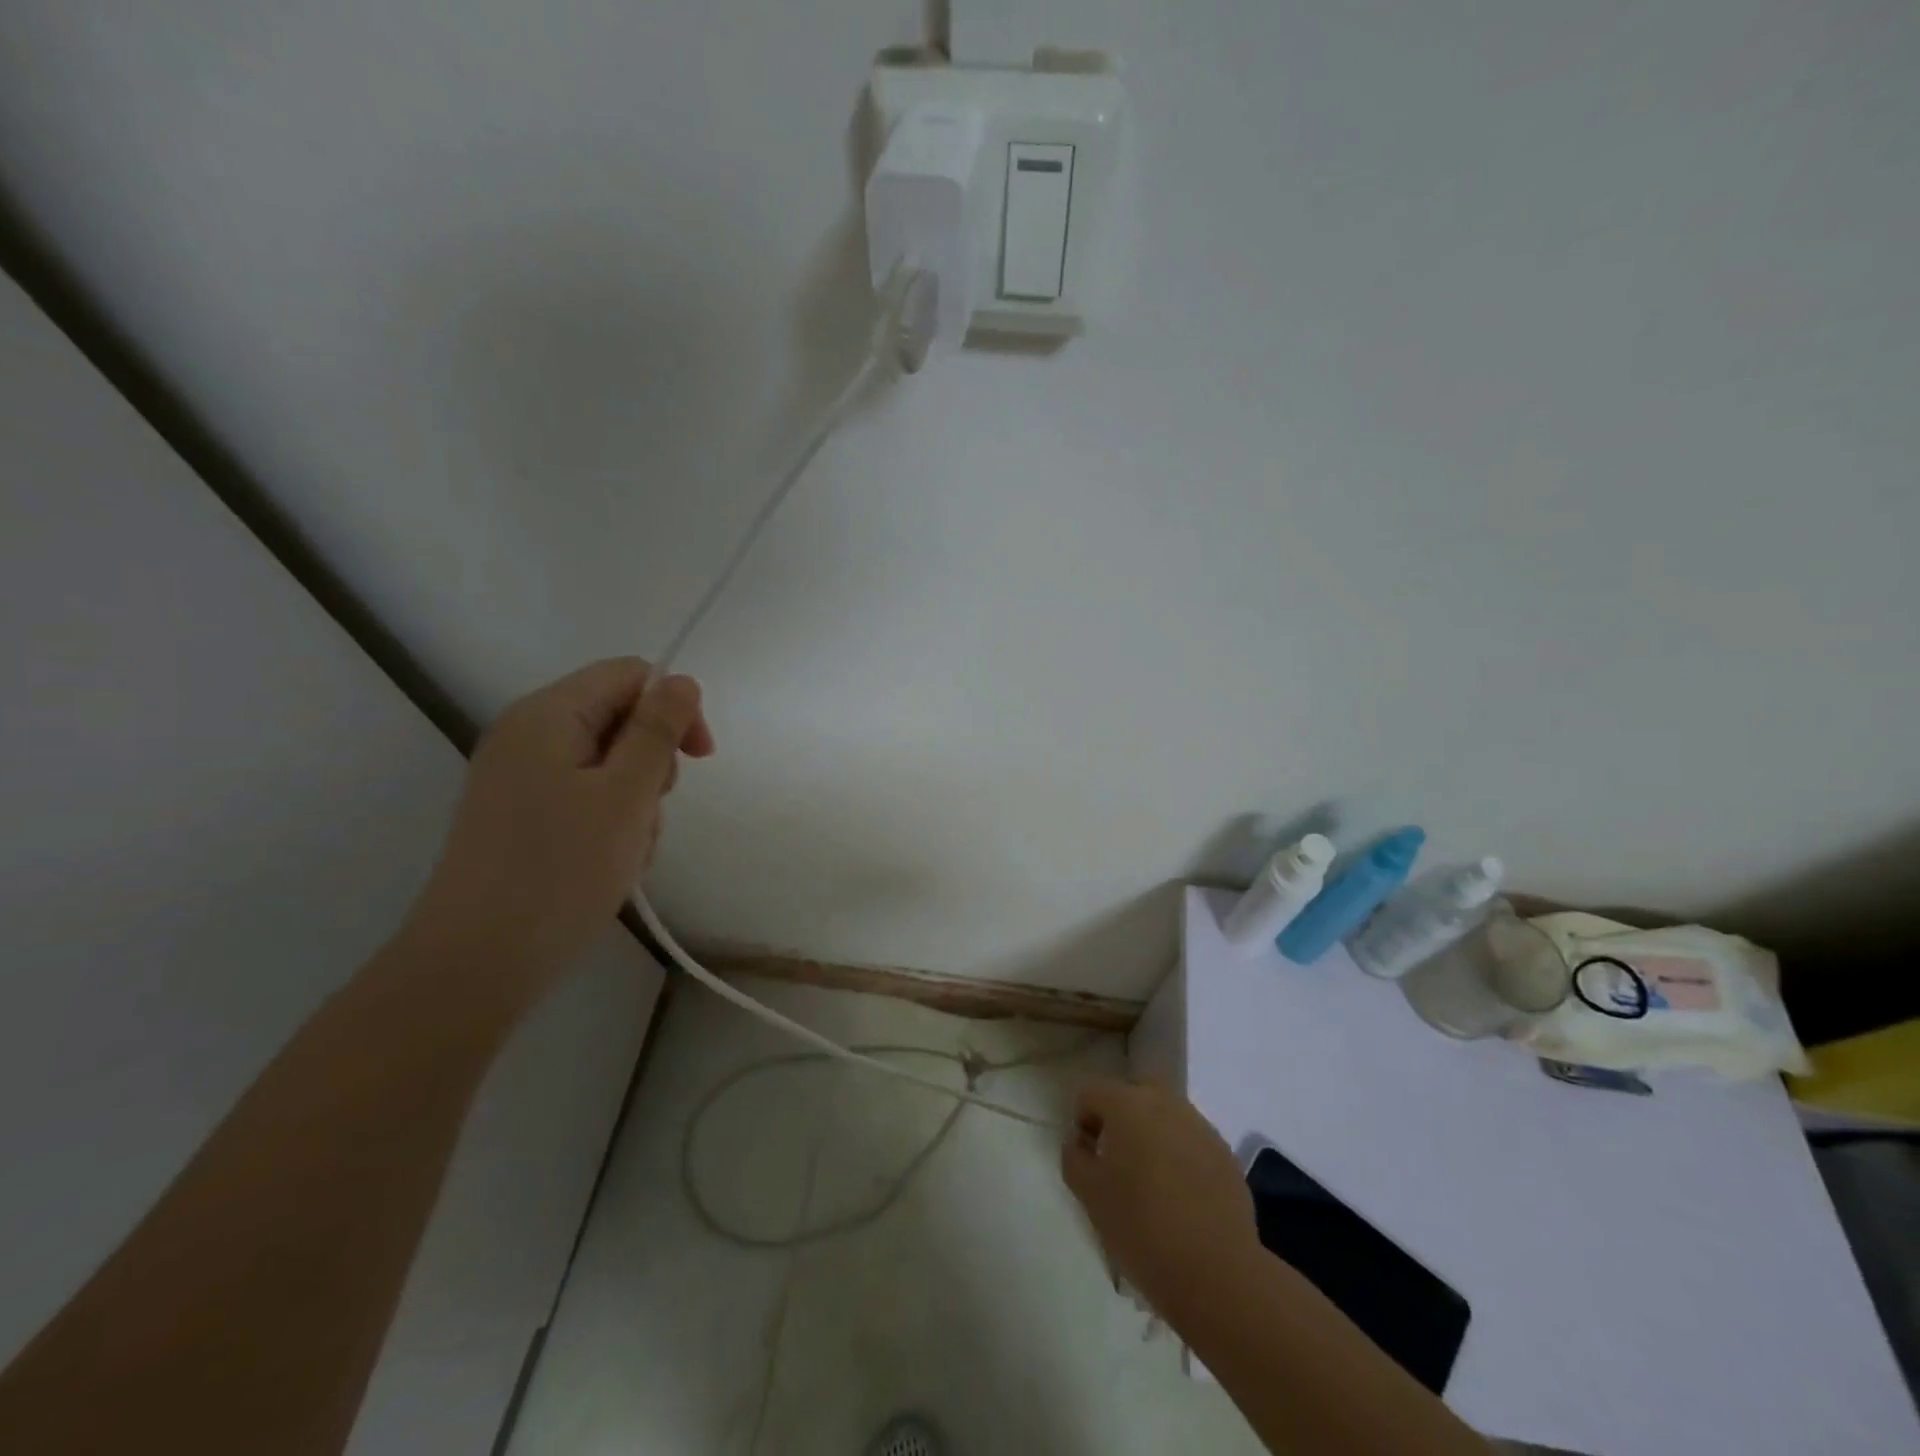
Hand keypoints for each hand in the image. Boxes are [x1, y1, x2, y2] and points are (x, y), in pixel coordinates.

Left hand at [407, 657, 714, 996]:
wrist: (475, 964)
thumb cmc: (560, 871)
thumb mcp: (626, 795)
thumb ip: (657, 731)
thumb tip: (681, 680)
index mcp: (548, 715)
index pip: (629, 675)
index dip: (673, 706)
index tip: (700, 758)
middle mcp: (527, 735)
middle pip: (618, 718)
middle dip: (652, 762)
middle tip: (650, 812)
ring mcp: (519, 778)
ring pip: (607, 764)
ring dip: (635, 801)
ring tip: (630, 850)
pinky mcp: (520, 816)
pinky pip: (584, 797)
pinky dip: (610, 822)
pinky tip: (610, 864)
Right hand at [1062, 1077, 1260, 1323]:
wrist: (1215, 1270)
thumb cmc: (1141, 1227)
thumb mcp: (1089, 1195)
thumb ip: (1074, 1157)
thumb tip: (1080, 1141)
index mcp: (1127, 1104)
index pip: (1091, 1093)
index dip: (1082, 1121)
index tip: (1087, 1157)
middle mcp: (1164, 1101)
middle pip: (1133, 1092)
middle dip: (1120, 1115)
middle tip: (1116, 1157)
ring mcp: (1199, 1124)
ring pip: (1165, 1113)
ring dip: (1152, 1132)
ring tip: (1150, 1178)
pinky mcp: (1224, 1151)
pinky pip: (1190, 1138)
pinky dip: (1179, 1153)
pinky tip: (1180, 1193)